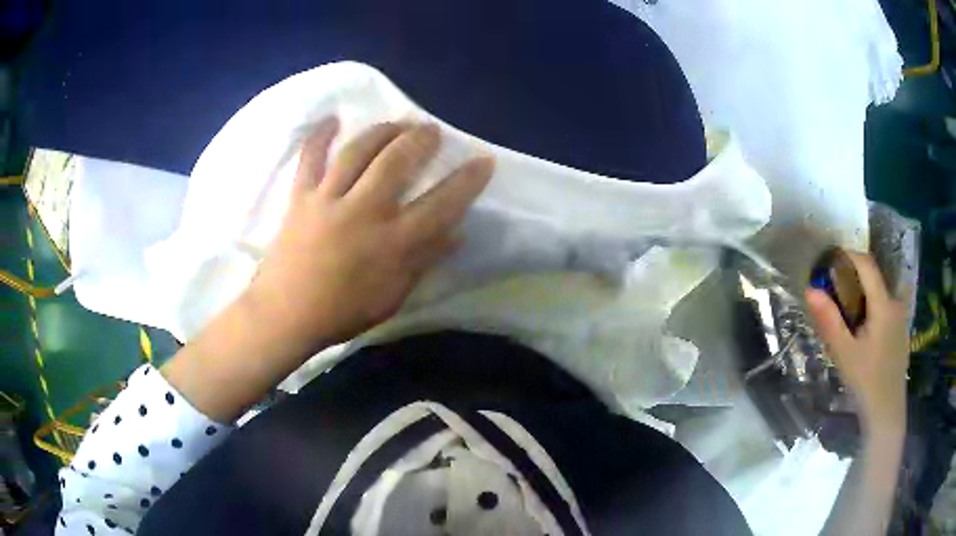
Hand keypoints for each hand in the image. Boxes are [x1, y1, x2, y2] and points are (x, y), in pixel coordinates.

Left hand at [242, 117, 493, 359]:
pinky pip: (310, 158)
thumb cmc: (342, 312)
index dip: (467, 180)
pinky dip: (320, 136)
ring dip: (383, 131)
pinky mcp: (301, 197)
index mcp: (391, 243)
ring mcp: (328, 199)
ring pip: (359, 152)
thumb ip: (424, 261)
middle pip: (397, 162)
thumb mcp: (392, 296)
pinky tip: (332, 119)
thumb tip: (456, 233)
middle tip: (431, 130)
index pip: (441, 204)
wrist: (285, 315)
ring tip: (397, 124)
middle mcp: (363, 212)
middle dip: (420, 139)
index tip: (483, 160)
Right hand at [805, 252, 909, 434]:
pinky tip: (864, 331)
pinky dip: (873, 307)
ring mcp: (901, 316)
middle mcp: (896, 303)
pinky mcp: (902, 329)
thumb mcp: (844, 354)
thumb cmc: (866, 383)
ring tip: (847, 315)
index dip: (848, 256)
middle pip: (874, 278)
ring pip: (880, 293)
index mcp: (884, 304)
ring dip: (863, 294)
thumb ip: (829, 321)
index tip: (829, 261)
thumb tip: (810, 289)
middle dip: (854, 278)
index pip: (867, 265)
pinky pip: (886, 306)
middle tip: (834, 295)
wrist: (887, 412)